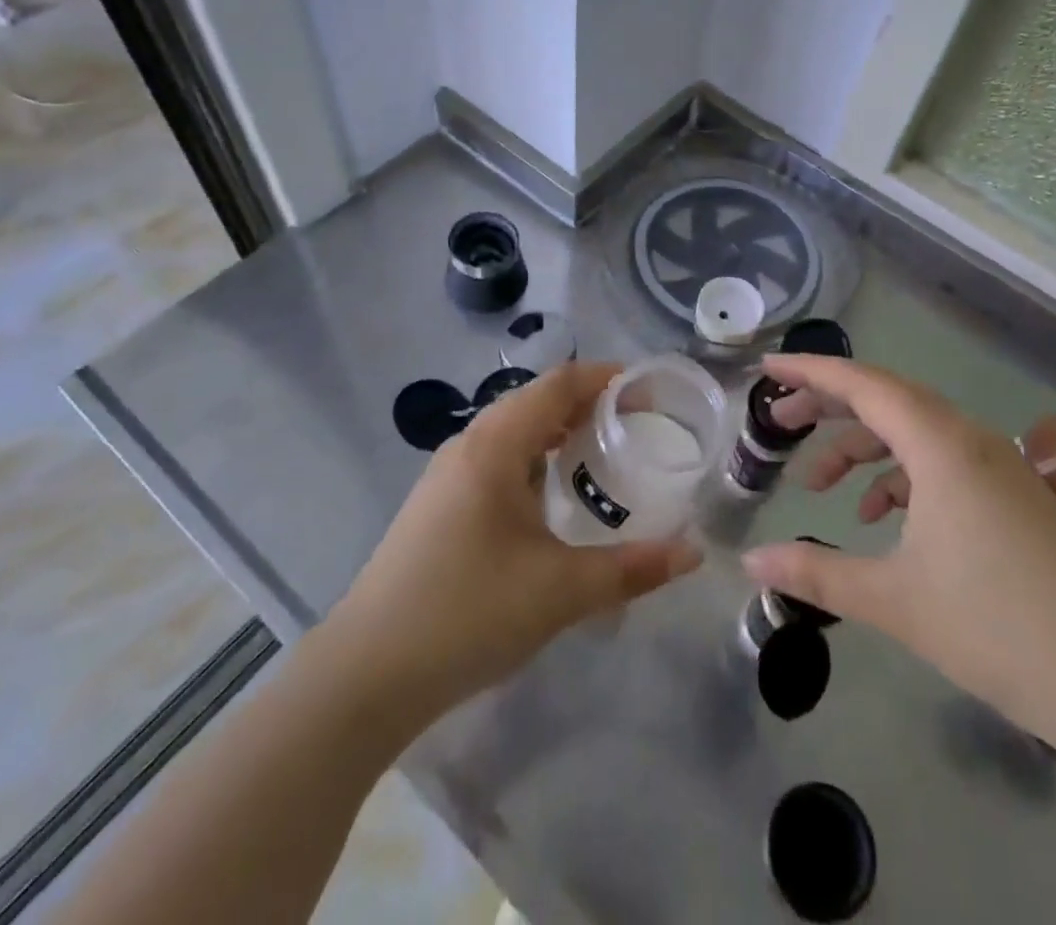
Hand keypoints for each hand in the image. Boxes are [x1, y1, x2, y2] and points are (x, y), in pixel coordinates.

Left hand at [329, 362, 700, 722]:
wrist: (363, 677)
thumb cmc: (466, 614)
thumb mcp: (560, 592)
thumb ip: (632, 569)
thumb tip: (693, 554)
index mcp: (495, 445)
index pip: (559, 384)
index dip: (606, 378)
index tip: (649, 391)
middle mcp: (468, 446)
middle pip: (536, 401)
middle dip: (587, 404)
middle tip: (635, 425)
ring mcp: (446, 476)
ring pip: (513, 432)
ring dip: (557, 433)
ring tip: (601, 456)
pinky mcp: (437, 507)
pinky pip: (496, 461)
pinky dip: (533, 462)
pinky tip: (551, 500)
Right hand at [745, 355, 1055, 765]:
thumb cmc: (999, 628)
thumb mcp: (895, 601)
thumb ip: (816, 575)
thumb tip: (749, 564)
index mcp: (941, 445)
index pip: (863, 384)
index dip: (810, 370)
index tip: (767, 367)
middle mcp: (970, 439)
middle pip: (886, 399)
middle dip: (828, 407)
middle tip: (779, 422)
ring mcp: (998, 467)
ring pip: (913, 433)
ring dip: (863, 449)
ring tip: (820, 487)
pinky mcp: (1014, 497)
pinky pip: (941, 463)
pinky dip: (900, 477)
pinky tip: (880, 519)